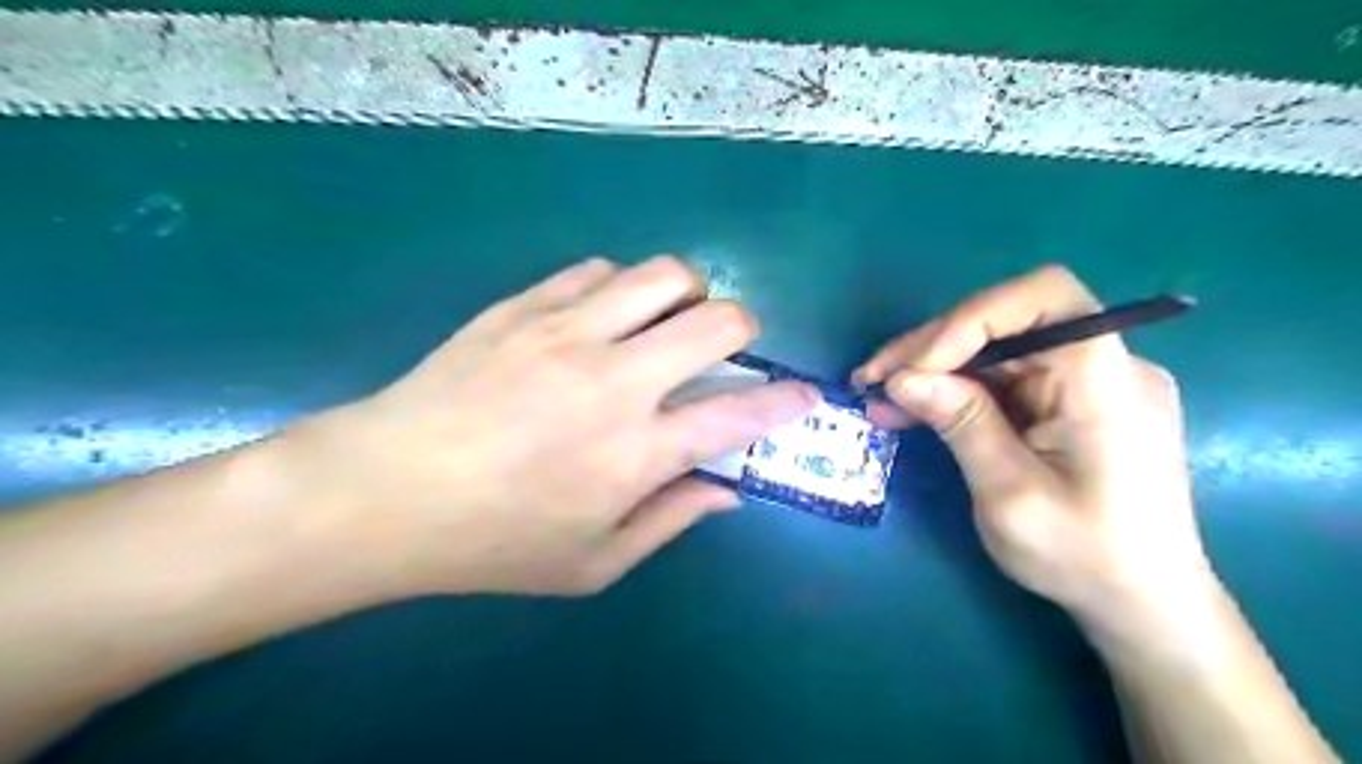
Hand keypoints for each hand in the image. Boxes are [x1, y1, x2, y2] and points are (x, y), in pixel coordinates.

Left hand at [289, 257, 810, 597]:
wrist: (383, 492)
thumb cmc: (491, 543)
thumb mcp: (592, 563)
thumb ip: (670, 521)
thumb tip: (727, 490)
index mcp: (635, 452)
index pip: (740, 414)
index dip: (787, 401)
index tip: (806, 395)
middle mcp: (614, 381)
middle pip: (717, 320)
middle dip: (742, 329)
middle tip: (723, 350)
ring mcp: (566, 332)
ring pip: (662, 275)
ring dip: (684, 294)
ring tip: (664, 321)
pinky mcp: (524, 306)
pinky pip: (597, 270)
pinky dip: (618, 289)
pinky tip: (599, 318)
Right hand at [854, 265, 1217, 644]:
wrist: (1142, 602)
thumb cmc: (1085, 558)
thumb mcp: (1011, 497)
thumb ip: (962, 425)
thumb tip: (902, 378)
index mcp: (1107, 385)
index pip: (1046, 299)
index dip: (973, 317)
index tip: (917, 365)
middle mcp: (1105, 366)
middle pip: (1008, 321)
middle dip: (933, 346)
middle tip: (872, 379)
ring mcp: (1086, 381)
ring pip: (995, 347)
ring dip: (933, 368)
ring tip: (878, 396)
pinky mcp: (1068, 400)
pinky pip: (1003, 376)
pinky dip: (954, 388)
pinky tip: (911, 409)